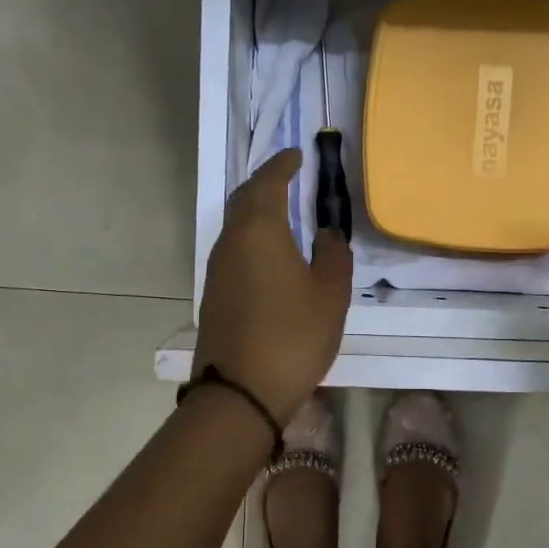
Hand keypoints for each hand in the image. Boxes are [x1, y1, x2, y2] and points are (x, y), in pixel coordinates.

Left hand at [193, 148, 353, 425]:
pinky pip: (233, 249)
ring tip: (282, 212)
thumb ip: (334, 255)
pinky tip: (268, 254)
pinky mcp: (214, 294)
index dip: (283, 165)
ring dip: (256, 211)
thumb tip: (327, 234)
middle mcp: (231, 242)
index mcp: (259, 230)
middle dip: (265, 184)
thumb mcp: (330, 294)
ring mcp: (217, 269)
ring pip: (235, 225)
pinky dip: (251, 238)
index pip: (268, 183)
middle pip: (244, 200)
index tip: (296, 155)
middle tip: (288, 178)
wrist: (240, 392)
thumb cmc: (293, 335)